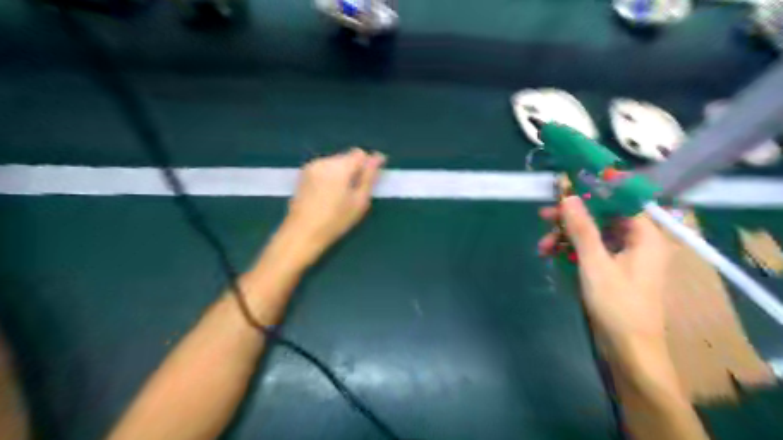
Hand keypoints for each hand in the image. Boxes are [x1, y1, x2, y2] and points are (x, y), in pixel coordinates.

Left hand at [285, 148, 387, 258]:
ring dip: (343, 173)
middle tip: (357, 192)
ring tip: (343, 195)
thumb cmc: (335, 221)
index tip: (371, 179)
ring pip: (335, 163)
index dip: (368, 164)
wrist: (302, 233)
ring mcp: (311, 167)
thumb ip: (369, 177)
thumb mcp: (359, 201)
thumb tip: (378, 157)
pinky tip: (330, 195)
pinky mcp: (304, 174)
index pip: (359, 154)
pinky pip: (324, 169)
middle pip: (346, 157)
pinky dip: (331, 177)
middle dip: (355, 170)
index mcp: (339, 167)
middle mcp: (324, 161)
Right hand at [539, 197, 671, 355]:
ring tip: (542, 247)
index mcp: (645, 236)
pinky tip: (551, 256)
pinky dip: (571, 252)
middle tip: (543, 217)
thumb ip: (582, 229)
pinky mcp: (612, 270)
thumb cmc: (618, 305)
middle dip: (570, 220)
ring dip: (566, 238)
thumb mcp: (595, 264)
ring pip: (592, 235)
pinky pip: (590, 251)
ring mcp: (624, 257)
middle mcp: (637, 242)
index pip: (620, 202)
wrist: (628, 350)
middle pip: (601, 218)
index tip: (566, 191)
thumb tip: (569, 197)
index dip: (593, 193)